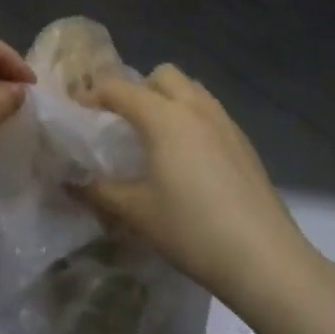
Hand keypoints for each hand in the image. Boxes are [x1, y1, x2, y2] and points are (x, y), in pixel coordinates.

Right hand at [78, 65, 319, 315]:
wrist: (265, 258)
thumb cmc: (192, 230)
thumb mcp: (137, 212)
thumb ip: (99, 191)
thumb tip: (69, 183)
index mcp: (163, 116)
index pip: (119, 88)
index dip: (93, 94)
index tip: (77, 110)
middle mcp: (194, 107)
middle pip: (161, 75)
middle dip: (137, 88)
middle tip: (122, 120)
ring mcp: (224, 121)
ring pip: (190, 89)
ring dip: (168, 98)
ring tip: (155, 135)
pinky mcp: (244, 141)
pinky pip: (209, 111)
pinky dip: (191, 118)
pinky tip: (189, 158)